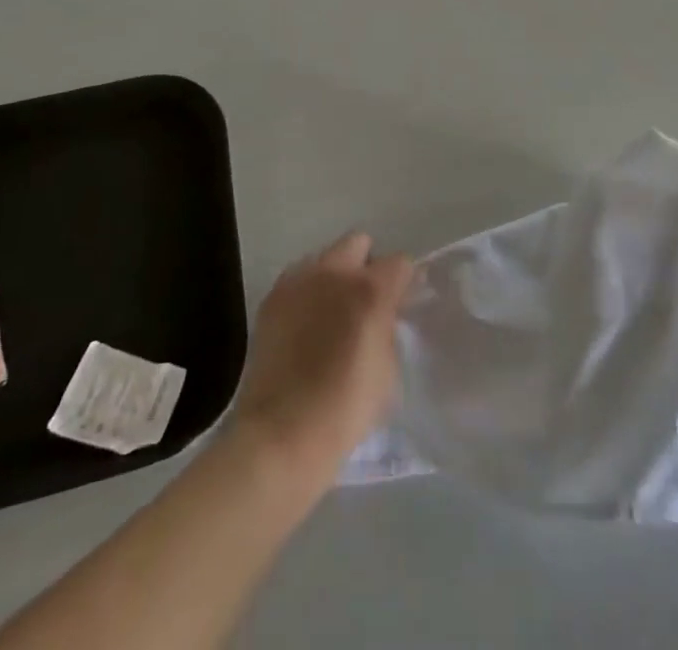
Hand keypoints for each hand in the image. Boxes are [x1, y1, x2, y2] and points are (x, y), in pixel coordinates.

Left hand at [228, 232, 414, 487]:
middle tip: (366, 300)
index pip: (400, 263)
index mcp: (370, 289)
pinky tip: (306, 322)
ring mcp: (299, 280)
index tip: (402, 301)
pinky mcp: (272, 297)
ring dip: (334, 275)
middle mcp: (334, 272)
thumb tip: (384, 313)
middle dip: (366, 265)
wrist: (281, 434)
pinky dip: (307, 291)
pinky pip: (298, 278)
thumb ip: (388, 326)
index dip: (404, 282)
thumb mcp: (387, 368)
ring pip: (325, 256)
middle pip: (358, 242)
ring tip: (332, 311)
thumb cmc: (345, 409)